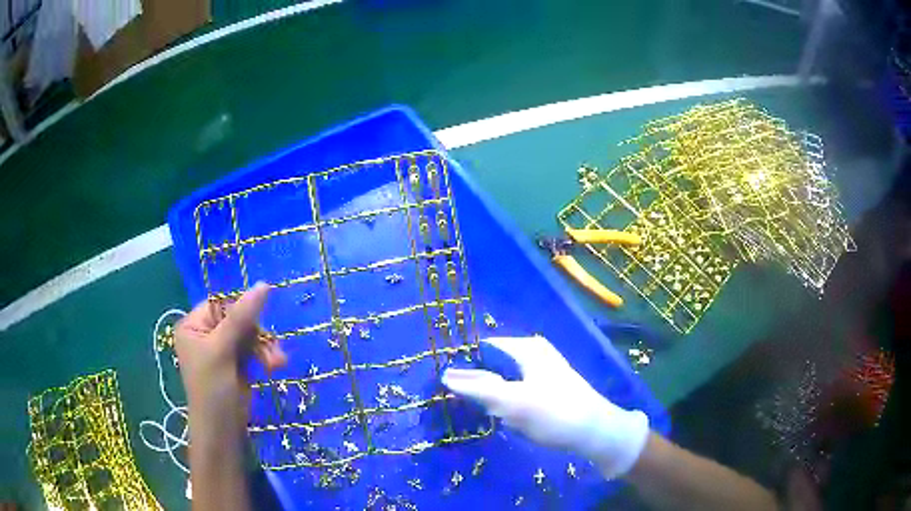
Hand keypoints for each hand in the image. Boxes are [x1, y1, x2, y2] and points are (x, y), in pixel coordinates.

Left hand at [174, 282, 286, 410]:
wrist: (222, 430)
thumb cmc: (212, 388)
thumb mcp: (223, 350)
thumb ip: (241, 318)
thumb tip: (263, 285)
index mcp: (194, 325)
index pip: (221, 304)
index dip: (242, 310)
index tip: (259, 323)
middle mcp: (206, 333)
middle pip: (239, 319)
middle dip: (257, 335)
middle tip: (272, 350)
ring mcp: (222, 349)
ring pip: (250, 335)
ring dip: (265, 347)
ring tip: (277, 363)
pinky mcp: (237, 363)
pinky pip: (255, 349)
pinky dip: (265, 356)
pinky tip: (274, 367)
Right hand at [442, 336, 649, 478]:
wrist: (596, 432)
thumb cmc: (554, 413)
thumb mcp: (512, 402)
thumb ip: (478, 389)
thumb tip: (445, 375)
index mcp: (525, 348)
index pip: (483, 347)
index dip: (462, 363)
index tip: (442, 382)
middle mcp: (533, 352)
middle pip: (492, 362)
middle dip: (476, 380)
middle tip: (459, 401)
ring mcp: (542, 370)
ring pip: (503, 377)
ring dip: (489, 392)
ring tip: (476, 409)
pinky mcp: (546, 388)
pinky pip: (514, 388)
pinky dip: (504, 399)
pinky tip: (501, 414)